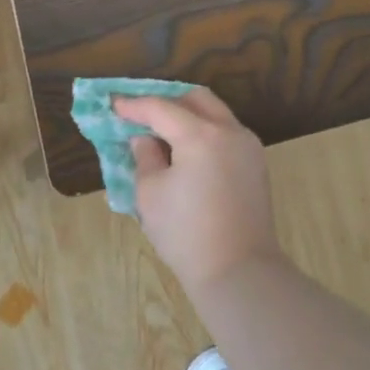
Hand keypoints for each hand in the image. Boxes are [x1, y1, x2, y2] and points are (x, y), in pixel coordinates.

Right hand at [111, 87, 283, 291]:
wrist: (238, 270)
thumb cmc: (185, 233)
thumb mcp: (150, 193)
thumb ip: (145, 156)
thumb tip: (145, 139)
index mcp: (201, 135)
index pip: (161, 108)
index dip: (134, 105)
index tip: (113, 104)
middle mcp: (230, 132)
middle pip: (196, 99)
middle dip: (167, 101)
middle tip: (142, 115)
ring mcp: (248, 147)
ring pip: (216, 114)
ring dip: (188, 115)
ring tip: (163, 133)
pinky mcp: (256, 165)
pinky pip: (227, 134)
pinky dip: (205, 132)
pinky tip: (187, 151)